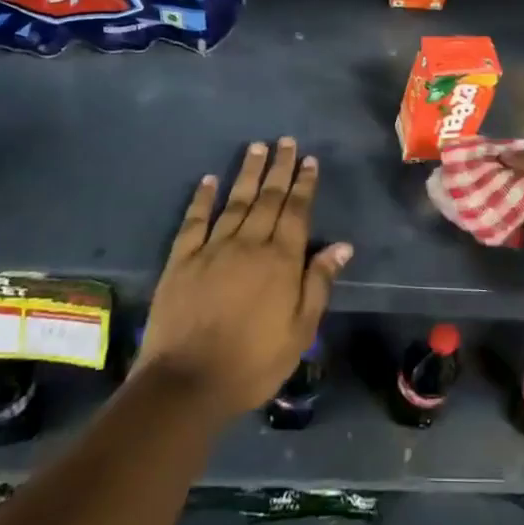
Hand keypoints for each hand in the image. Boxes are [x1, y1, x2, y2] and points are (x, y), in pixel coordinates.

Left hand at [135, 139, 350, 420]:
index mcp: (281, 260)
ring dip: (248, 173)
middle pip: (268, 198)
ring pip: (235, 201)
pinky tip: (209, 180)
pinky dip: (202, 198)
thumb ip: (319, 283)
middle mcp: (249, 244)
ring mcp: (212, 249)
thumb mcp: (300, 331)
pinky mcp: (181, 260)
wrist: (187, 383)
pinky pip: (194, 221)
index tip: (309, 161)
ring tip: (257, 147)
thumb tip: (341, 246)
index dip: (304, 185)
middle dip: (279, 168)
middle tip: (285, 141)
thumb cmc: (253, 362)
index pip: (296, 212)